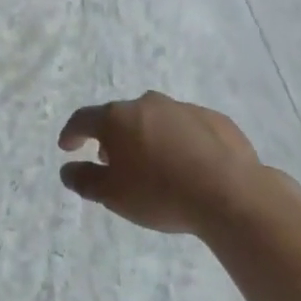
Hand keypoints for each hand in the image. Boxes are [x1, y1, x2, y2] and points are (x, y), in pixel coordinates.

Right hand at [57, 91, 265, 234]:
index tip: (67, 147)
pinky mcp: (215, 120)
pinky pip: (188, 128)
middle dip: (114, 137)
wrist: (232, 195)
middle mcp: (146, 104)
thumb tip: (67, 170)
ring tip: (155, 165)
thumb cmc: (161, 193)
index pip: (83, 119)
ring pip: (156, 120)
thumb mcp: (113, 196)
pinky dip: (182, 142)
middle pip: (121, 117)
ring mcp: (183, 109)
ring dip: (148, 137)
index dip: (72, 133)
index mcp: (117, 118)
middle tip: (114, 162)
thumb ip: (84, 181)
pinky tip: (190, 165)